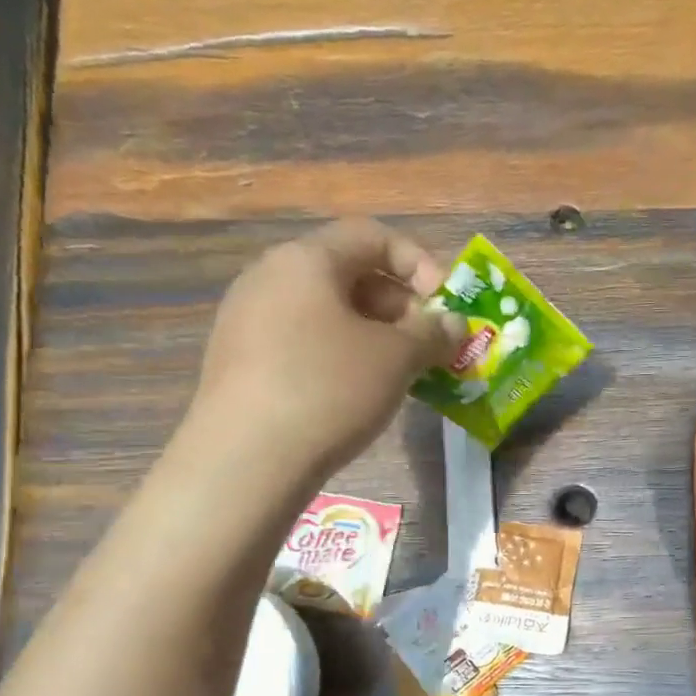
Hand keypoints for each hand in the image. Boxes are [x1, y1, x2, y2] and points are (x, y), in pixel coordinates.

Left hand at [192, 218, 462, 483]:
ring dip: (376, 336)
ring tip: (403, 374)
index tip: (446, 307)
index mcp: (306, 260)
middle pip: (351, 274)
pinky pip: (306, 342)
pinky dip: (343, 356)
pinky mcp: (242, 360)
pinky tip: (360, 394)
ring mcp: (249, 319)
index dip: (420, 263)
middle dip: (402, 307)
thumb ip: (432, 333)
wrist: (246, 459)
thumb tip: (453, 325)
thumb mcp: (396, 358)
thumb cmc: (329, 389)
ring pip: (329, 313)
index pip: (373, 236)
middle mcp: (271, 277)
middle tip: (430, 347)